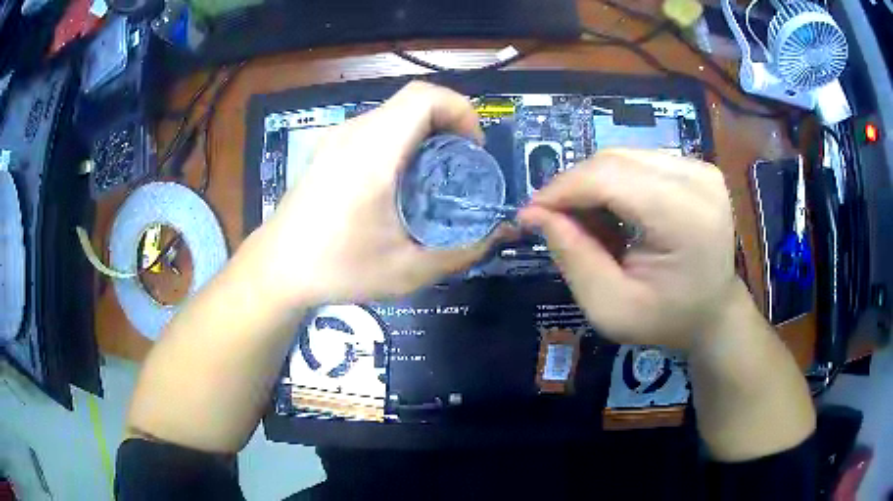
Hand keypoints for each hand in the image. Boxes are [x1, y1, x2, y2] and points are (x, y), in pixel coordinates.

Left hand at [256, 82, 504, 304]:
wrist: (277, 269)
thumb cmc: (337, 267)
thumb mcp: (407, 270)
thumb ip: (459, 252)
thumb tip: (496, 236)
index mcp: (373, 152)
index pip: (425, 97)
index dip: (461, 111)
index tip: (473, 150)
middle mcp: (354, 133)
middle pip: (414, 100)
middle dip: (450, 122)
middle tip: (463, 164)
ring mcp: (337, 137)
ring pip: (395, 112)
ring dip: (426, 131)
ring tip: (436, 173)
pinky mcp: (329, 147)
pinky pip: (377, 126)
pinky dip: (402, 138)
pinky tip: (401, 179)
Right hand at [518, 149, 737, 350]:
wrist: (714, 312)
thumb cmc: (666, 320)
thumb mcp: (611, 308)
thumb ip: (574, 258)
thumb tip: (535, 214)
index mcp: (686, 216)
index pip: (609, 177)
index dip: (562, 189)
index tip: (530, 214)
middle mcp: (698, 179)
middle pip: (614, 160)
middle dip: (574, 187)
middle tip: (554, 221)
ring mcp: (701, 168)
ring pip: (623, 157)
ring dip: (593, 185)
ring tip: (587, 222)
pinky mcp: (697, 167)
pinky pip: (640, 162)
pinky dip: (615, 183)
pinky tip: (614, 213)